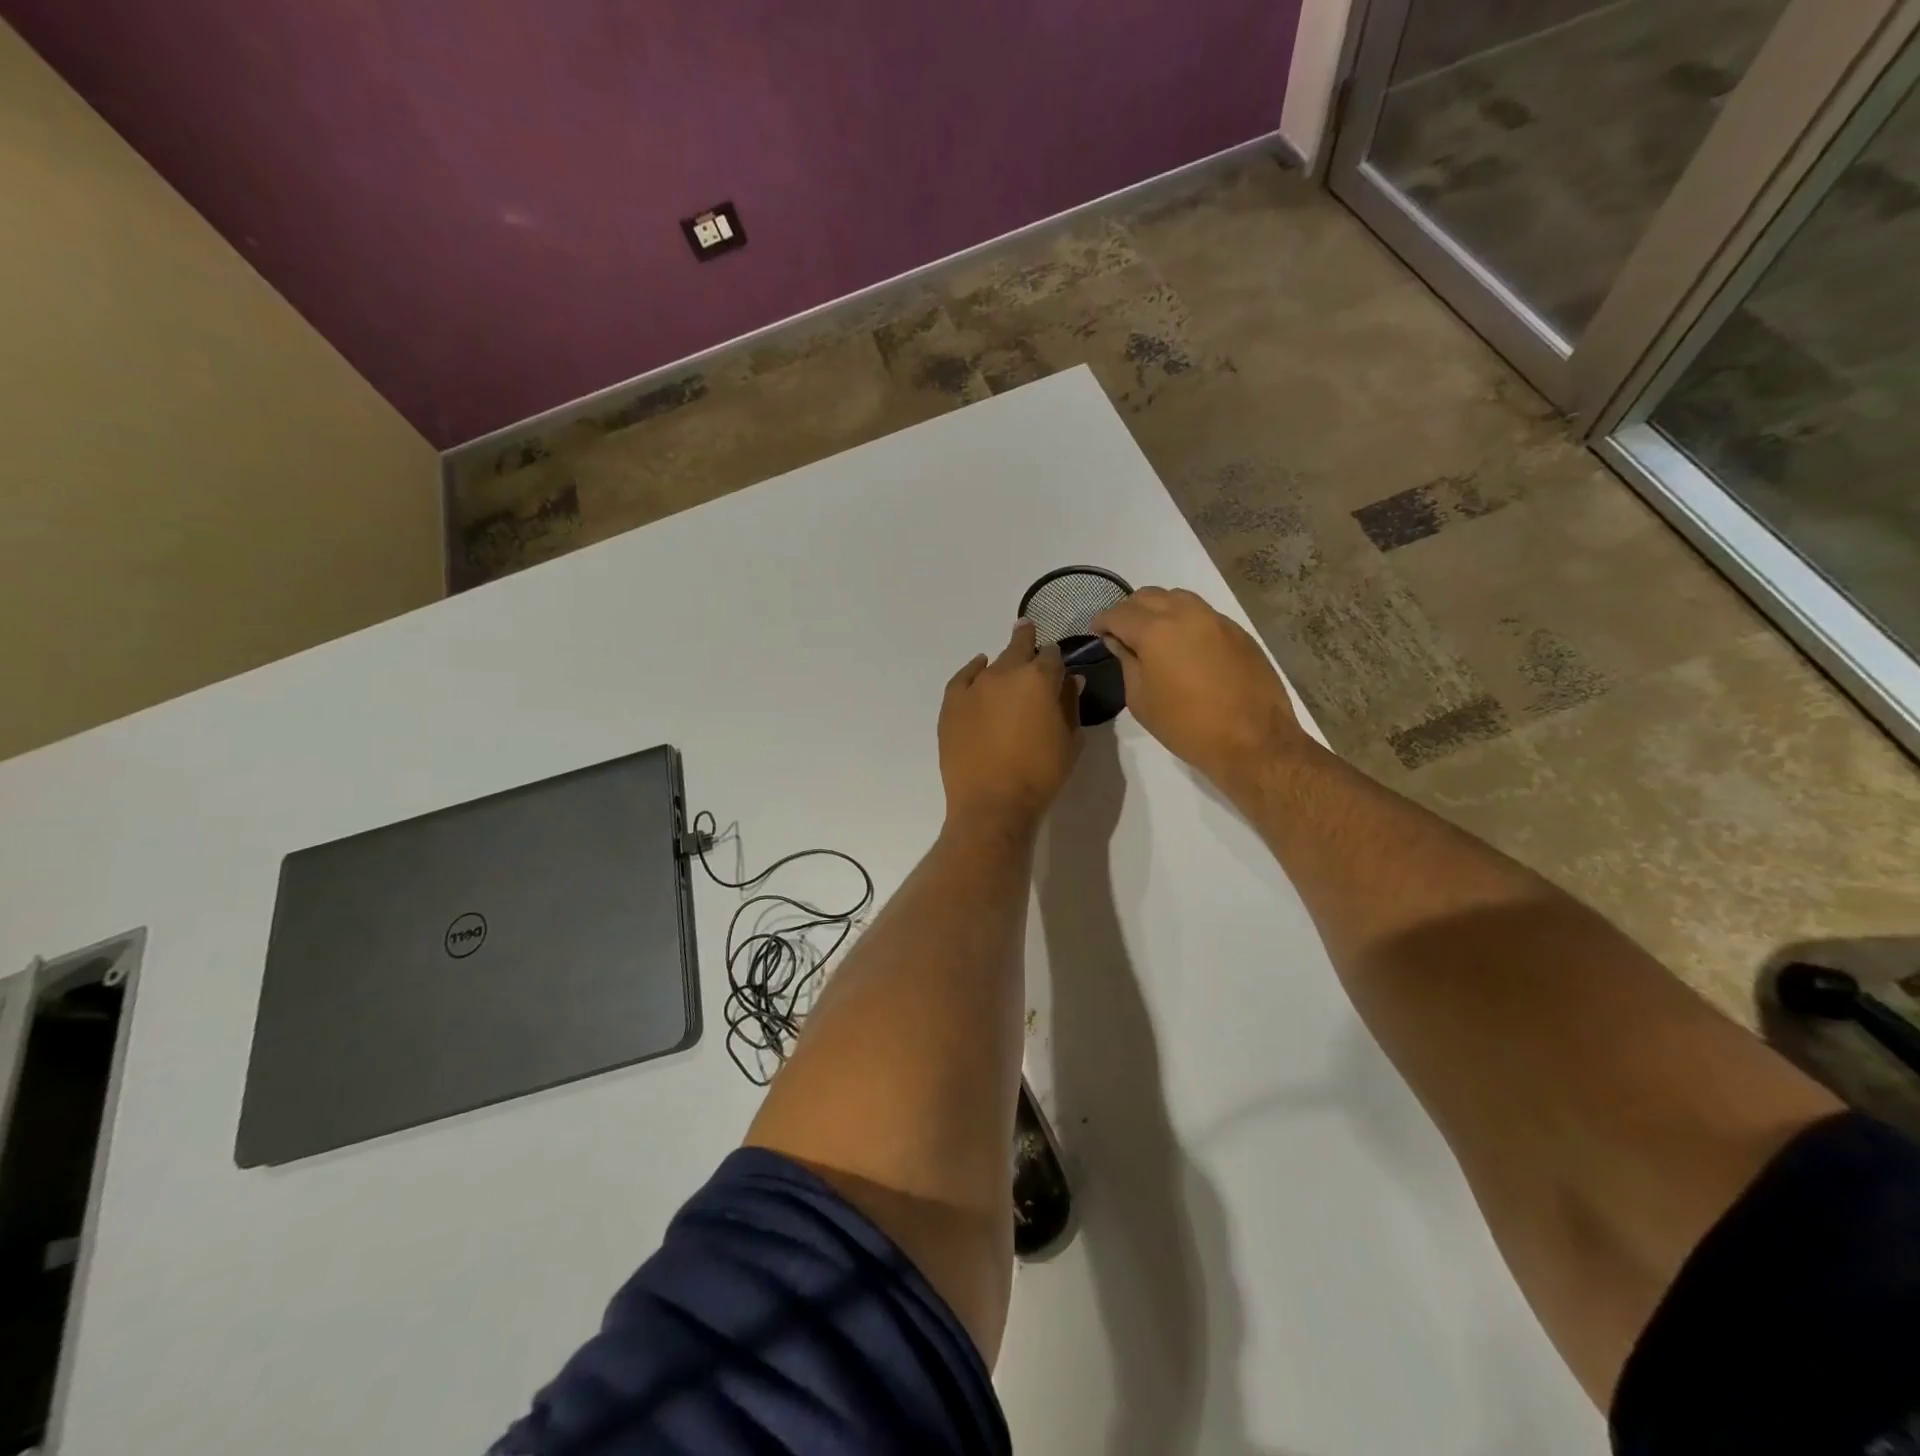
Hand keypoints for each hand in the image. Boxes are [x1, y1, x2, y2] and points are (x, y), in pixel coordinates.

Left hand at [938, 621, 1080, 837]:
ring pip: (992, 663)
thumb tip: (1072, 680)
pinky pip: (963, 677)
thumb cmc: (1040, 775)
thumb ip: (1070, 705)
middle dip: (1027, 640)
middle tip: (1028, 630)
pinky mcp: (952, 704)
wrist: (992, 803)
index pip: (1052, 656)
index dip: (1056, 658)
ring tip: (1007, 661)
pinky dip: (973, 670)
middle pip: (1019, 648)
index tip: (1057, 663)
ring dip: (1002, 661)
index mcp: (1039, 679)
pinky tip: (978, 667)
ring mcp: (974, 687)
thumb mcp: (1069, 741)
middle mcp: (1005, 673)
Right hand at [1091, 587, 1304, 785]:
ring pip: (1178, 598)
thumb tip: (1120, 642)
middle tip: (1121, 632)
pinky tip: (1183, 644)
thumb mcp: (1141, 699)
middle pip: (1148, 596)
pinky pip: (1202, 613)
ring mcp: (1216, 619)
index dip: (1103, 621)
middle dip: (1129, 610)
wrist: (1252, 739)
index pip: (1119, 613)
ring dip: (1158, 609)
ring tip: (1152, 634)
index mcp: (1156, 630)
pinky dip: (1184, 619)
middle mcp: (1186, 613)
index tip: (1096, 632)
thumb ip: (1127, 662)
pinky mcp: (1237, 631)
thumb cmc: (1186, 725)